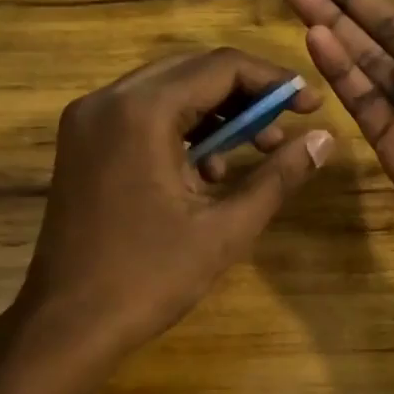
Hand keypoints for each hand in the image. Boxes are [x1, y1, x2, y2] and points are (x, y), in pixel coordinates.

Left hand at [18, 49, 333, 350]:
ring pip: (166, 92)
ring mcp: (86, 122)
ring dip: (215, 113)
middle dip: (245, 95)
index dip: (273, 82)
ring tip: (255, 151)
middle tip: (287, 126)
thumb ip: (278, 177)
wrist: (67, 325)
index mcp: (141, 112)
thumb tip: (326, 140)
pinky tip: (207, 172)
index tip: (311, 106)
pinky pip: (141, 117)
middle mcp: (107, 101)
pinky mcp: (81, 145)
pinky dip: (180, 130)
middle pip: (191, 71)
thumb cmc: (148, 278)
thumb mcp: (225, 230)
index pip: (220, 68)